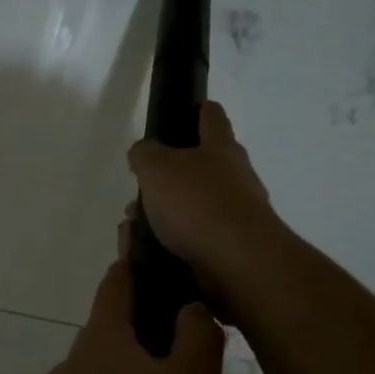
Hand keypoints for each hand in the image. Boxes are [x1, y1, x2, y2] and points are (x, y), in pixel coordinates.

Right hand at [127, 102, 285, 309]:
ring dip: (166, 212)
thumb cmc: (197, 204)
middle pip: (202, 165)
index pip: (212, 116)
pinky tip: (152, 249)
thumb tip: (143, 152)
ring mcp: (238, 213)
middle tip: (142, 187)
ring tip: (136, 225)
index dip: (199, 110)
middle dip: (169, 175)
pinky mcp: (233, 247)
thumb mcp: (156, 168)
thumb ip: (144, 154)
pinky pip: (196, 236)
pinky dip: (174, 240)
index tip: (188, 111)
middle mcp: (236, 176)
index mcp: (221, 148)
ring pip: (194, 204)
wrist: (239, 264)